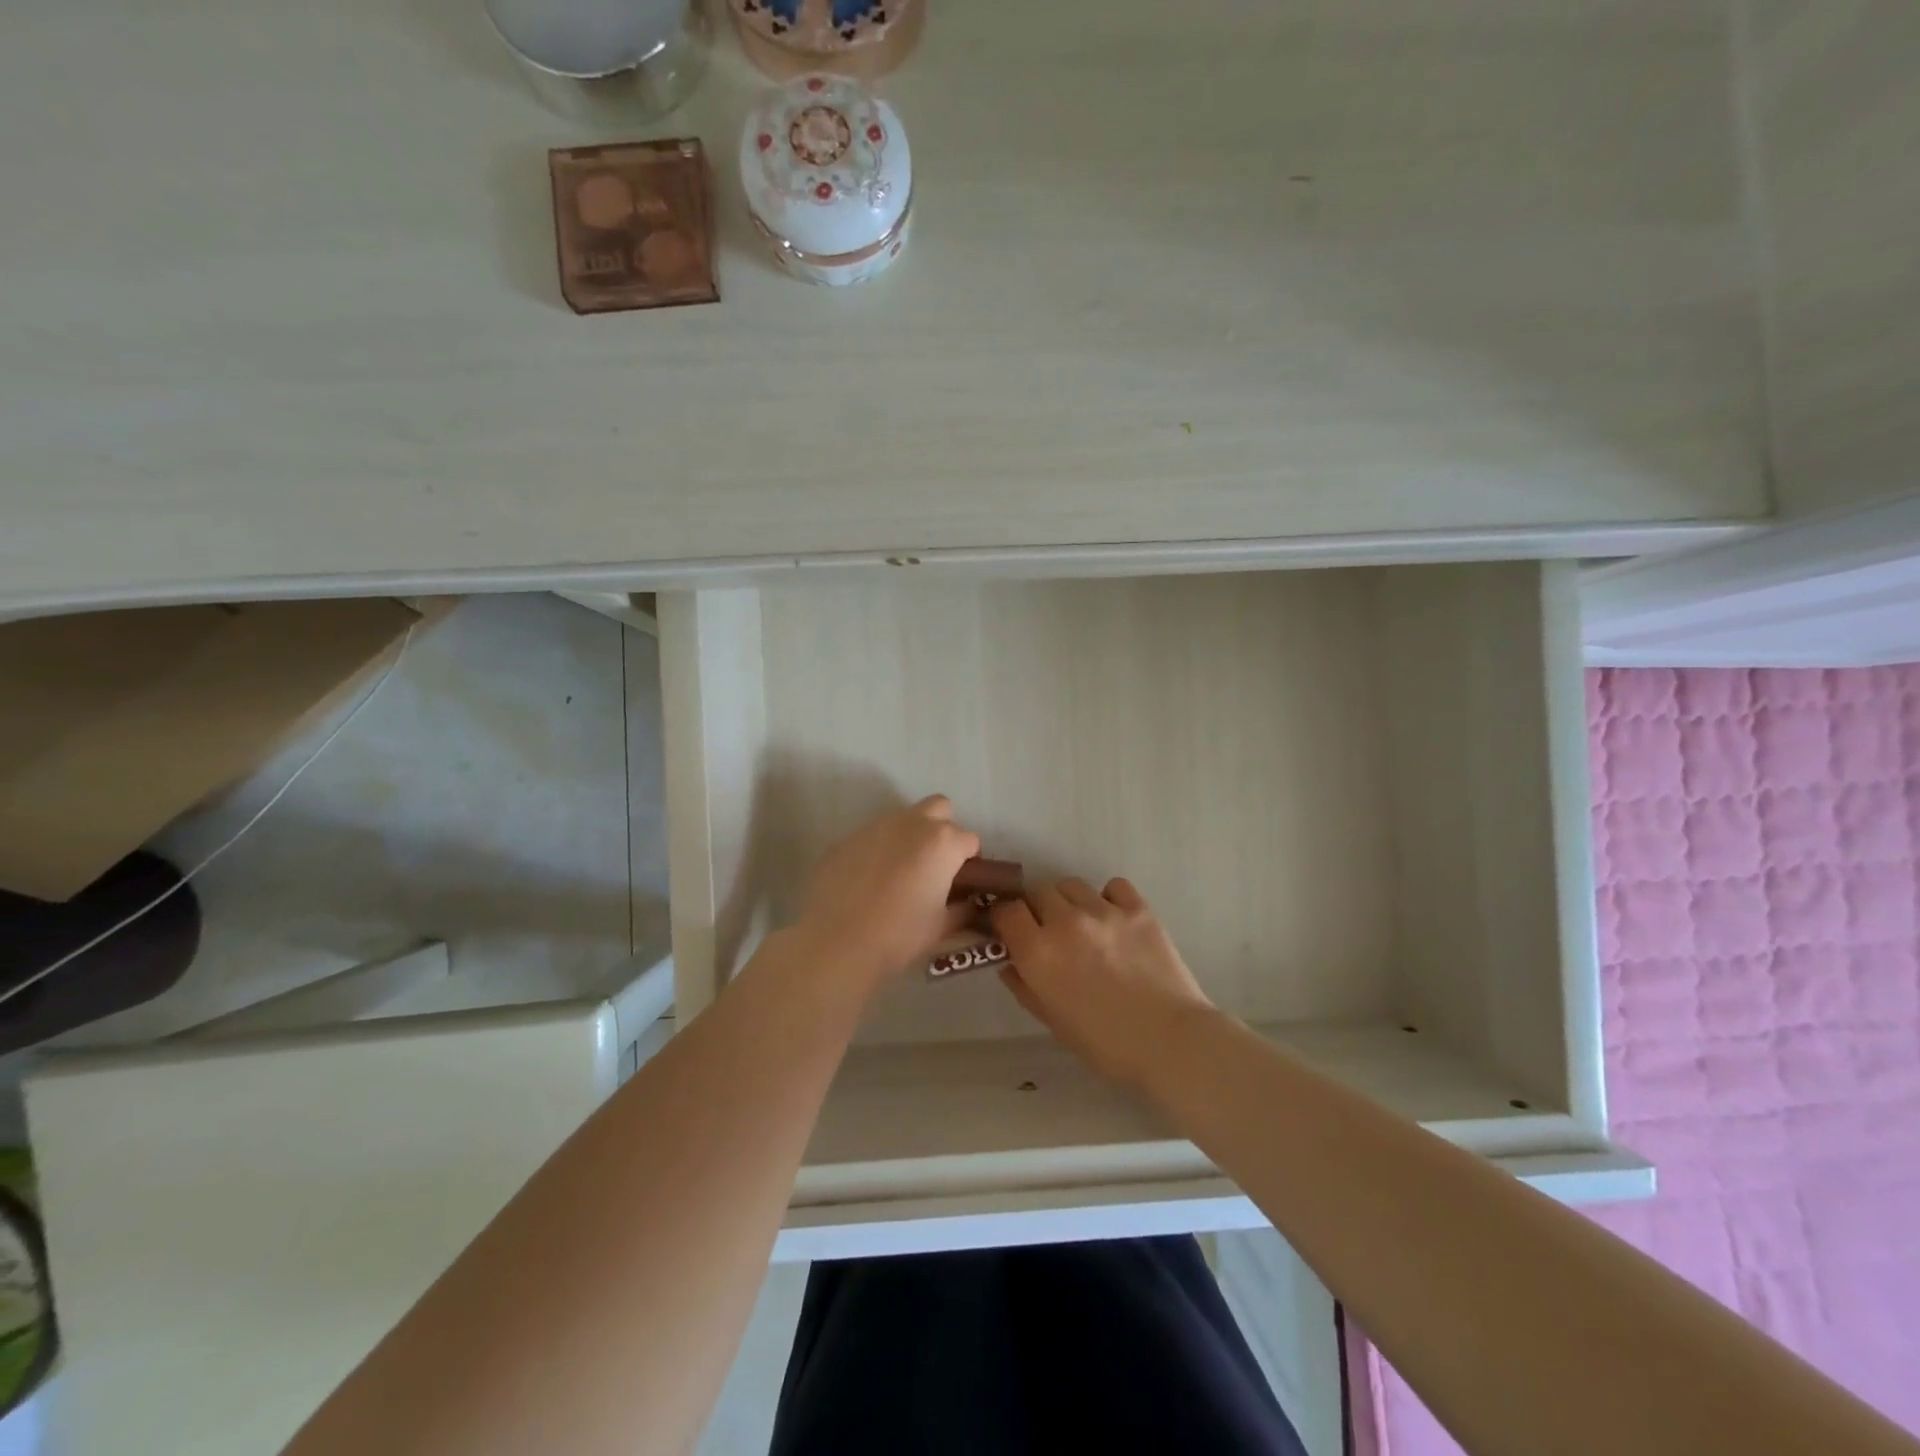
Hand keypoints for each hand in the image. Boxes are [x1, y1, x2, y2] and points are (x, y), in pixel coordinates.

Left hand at [792, 796, 980, 993]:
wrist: (837, 942)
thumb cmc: (899, 935)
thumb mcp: (941, 927)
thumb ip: (962, 909)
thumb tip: (969, 903)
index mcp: (942, 842)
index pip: (970, 840)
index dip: (970, 861)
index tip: (961, 882)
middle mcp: (911, 823)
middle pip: (939, 808)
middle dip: (943, 828)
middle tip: (935, 863)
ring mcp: (875, 827)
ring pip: (903, 818)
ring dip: (910, 836)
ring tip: (900, 872)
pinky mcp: (846, 838)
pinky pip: (872, 836)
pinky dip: (878, 850)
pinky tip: (868, 880)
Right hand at [993, 877, 1214, 1088]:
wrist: (1171, 1042)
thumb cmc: (1106, 1044)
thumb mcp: (1053, 1021)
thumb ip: (1025, 987)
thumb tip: (1010, 964)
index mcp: (1038, 952)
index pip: (1006, 911)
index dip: (1005, 919)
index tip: (1012, 931)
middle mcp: (1065, 922)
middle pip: (1037, 891)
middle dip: (1037, 908)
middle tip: (1048, 930)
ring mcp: (1103, 911)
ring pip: (1071, 884)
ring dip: (1069, 901)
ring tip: (1083, 924)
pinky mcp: (1137, 908)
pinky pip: (1112, 886)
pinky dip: (1108, 897)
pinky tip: (1114, 920)